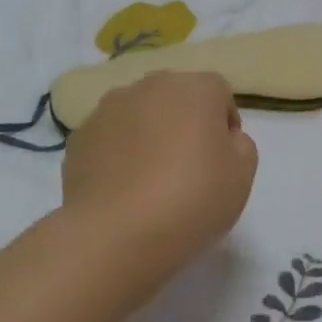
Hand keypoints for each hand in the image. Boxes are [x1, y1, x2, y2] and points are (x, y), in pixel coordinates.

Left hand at [60, 71, 257, 300]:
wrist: (116, 235)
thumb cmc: (192, 198)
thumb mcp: (243, 174)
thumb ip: (240, 144)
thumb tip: (222, 138)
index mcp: (195, 88)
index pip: (219, 93)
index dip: (225, 125)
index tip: (223, 160)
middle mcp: (149, 87)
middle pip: (176, 98)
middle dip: (185, 124)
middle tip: (190, 168)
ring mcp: (107, 110)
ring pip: (140, 116)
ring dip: (149, 136)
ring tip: (152, 181)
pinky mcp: (78, 138)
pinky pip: (110, 139)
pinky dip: (119, 155)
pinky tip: (124, 190)